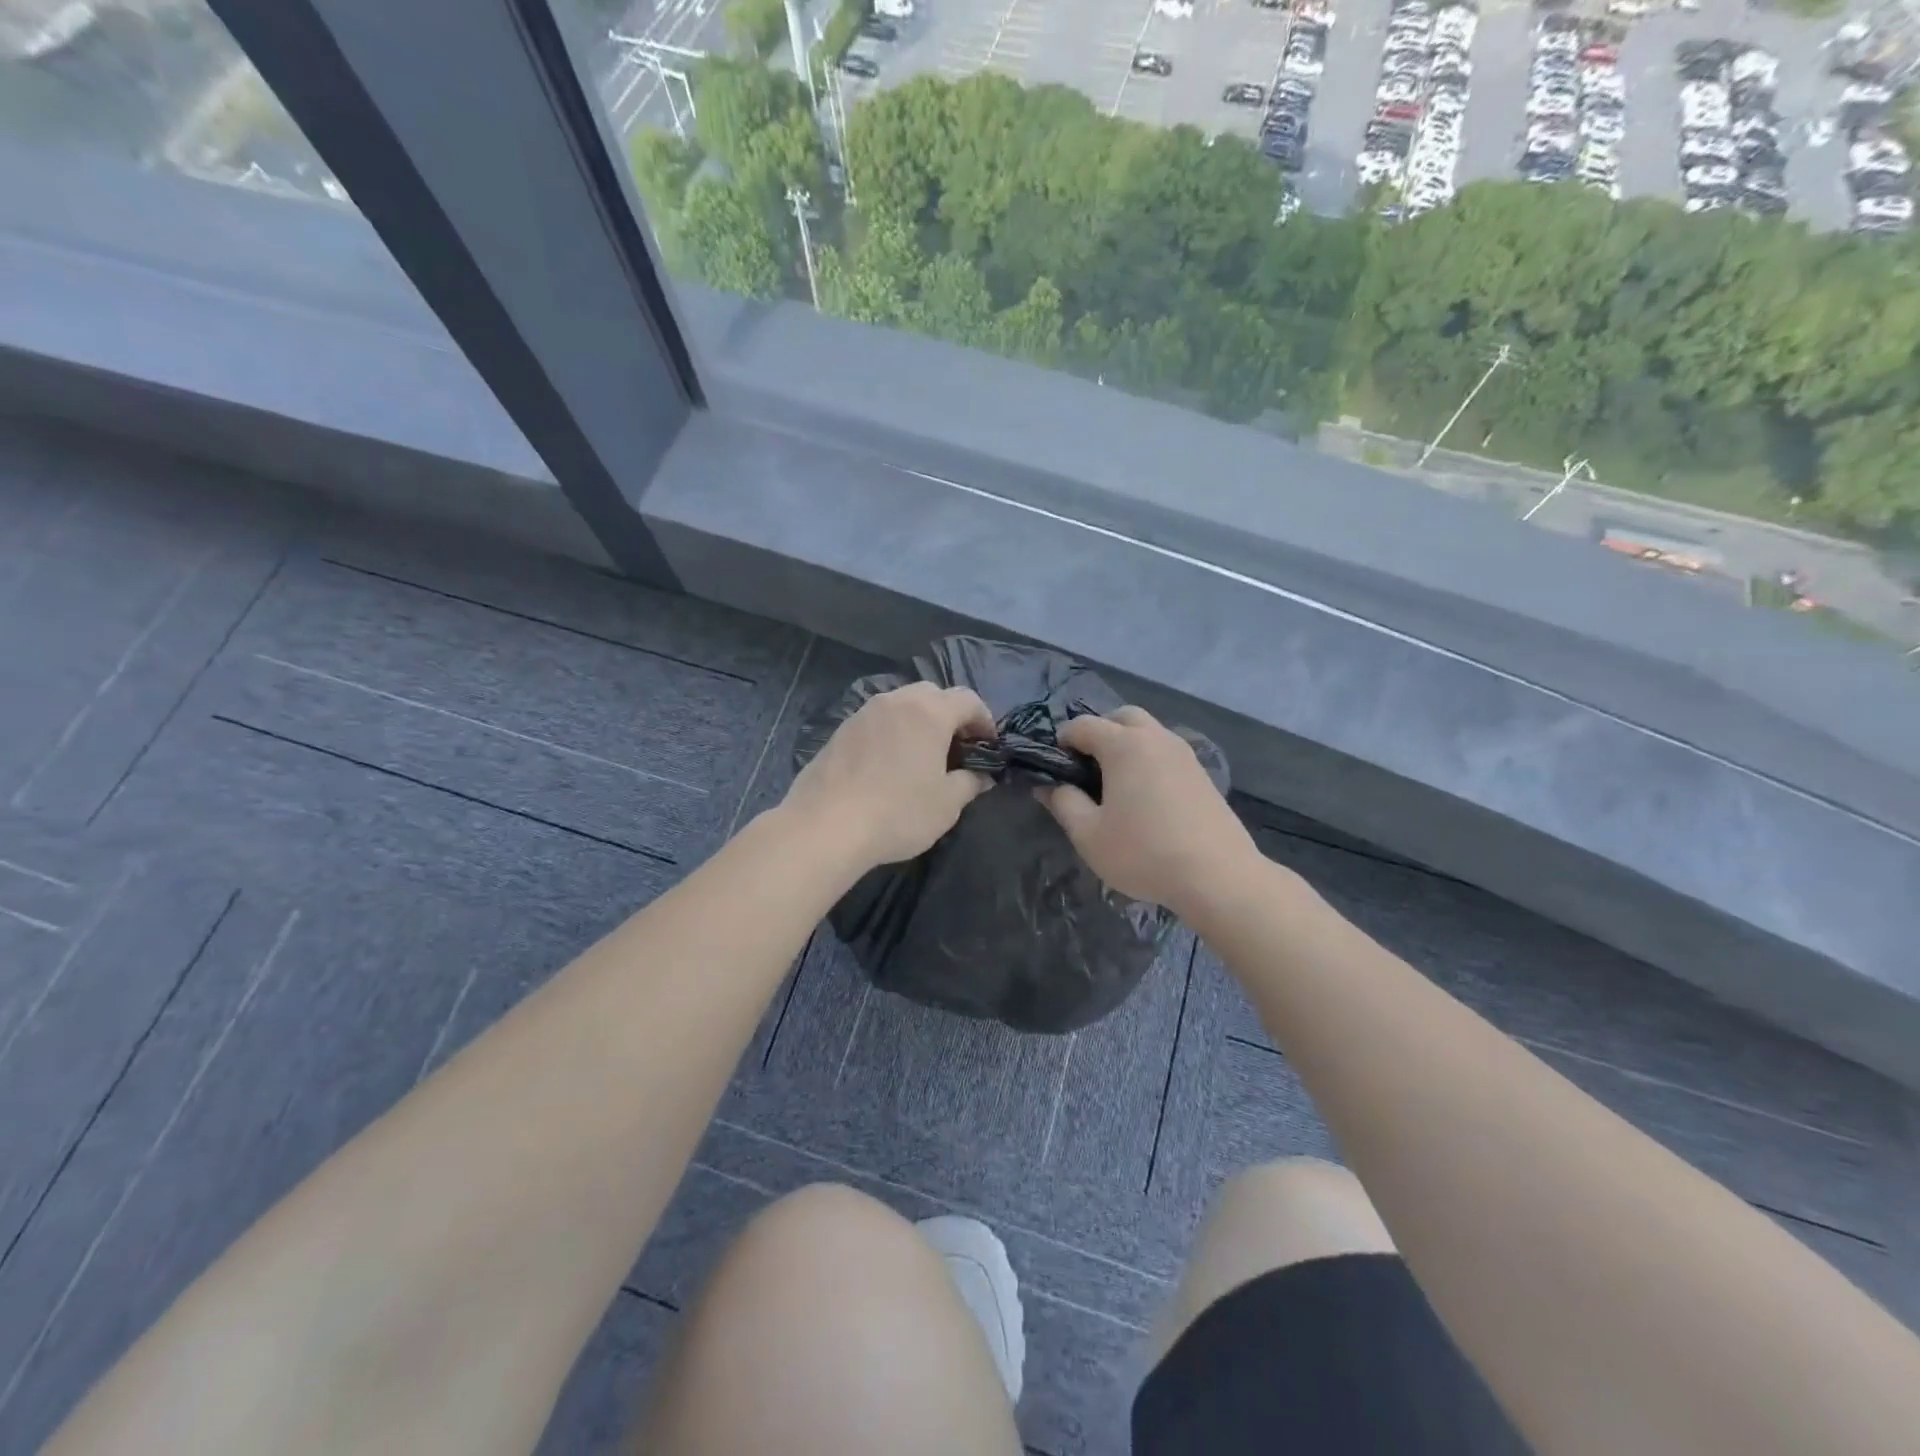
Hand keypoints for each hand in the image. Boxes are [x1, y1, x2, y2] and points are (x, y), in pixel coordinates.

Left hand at [783, 683, 996, 870]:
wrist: (825, 825)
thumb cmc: (898, 811)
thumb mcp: (946, 804)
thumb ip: (970, 783)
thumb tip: (982, 777)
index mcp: (928, 712)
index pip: (967, 699)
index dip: (984, 719)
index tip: (989, 745)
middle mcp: (896, 702)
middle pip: (932, 694)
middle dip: (950, 715)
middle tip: (957, 747)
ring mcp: (863, 713)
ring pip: (901, 705)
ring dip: (918, 723)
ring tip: (923, 756)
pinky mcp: (840, 731)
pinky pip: (877, 722)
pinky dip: (891, 733)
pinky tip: (889, 765)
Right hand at [1040, 706, 1258, 915]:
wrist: (1218, 876)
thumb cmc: (1144, 853)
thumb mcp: (1089, 835)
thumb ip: (1063, 803)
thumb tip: (1048, 786)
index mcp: (1125, 745)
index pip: (1083, 725)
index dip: (1062, 741)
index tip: (1054, 767)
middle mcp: (1156, 738)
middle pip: (1122, 717)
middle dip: (1099, 732)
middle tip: (1086, 767)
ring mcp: (1184, 754)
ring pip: (1149, 732)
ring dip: (1127, 745)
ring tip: (1114, 783)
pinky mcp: (1202, 774)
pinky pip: (1166, 753)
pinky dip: (1148, 760)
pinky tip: (1144, 797)